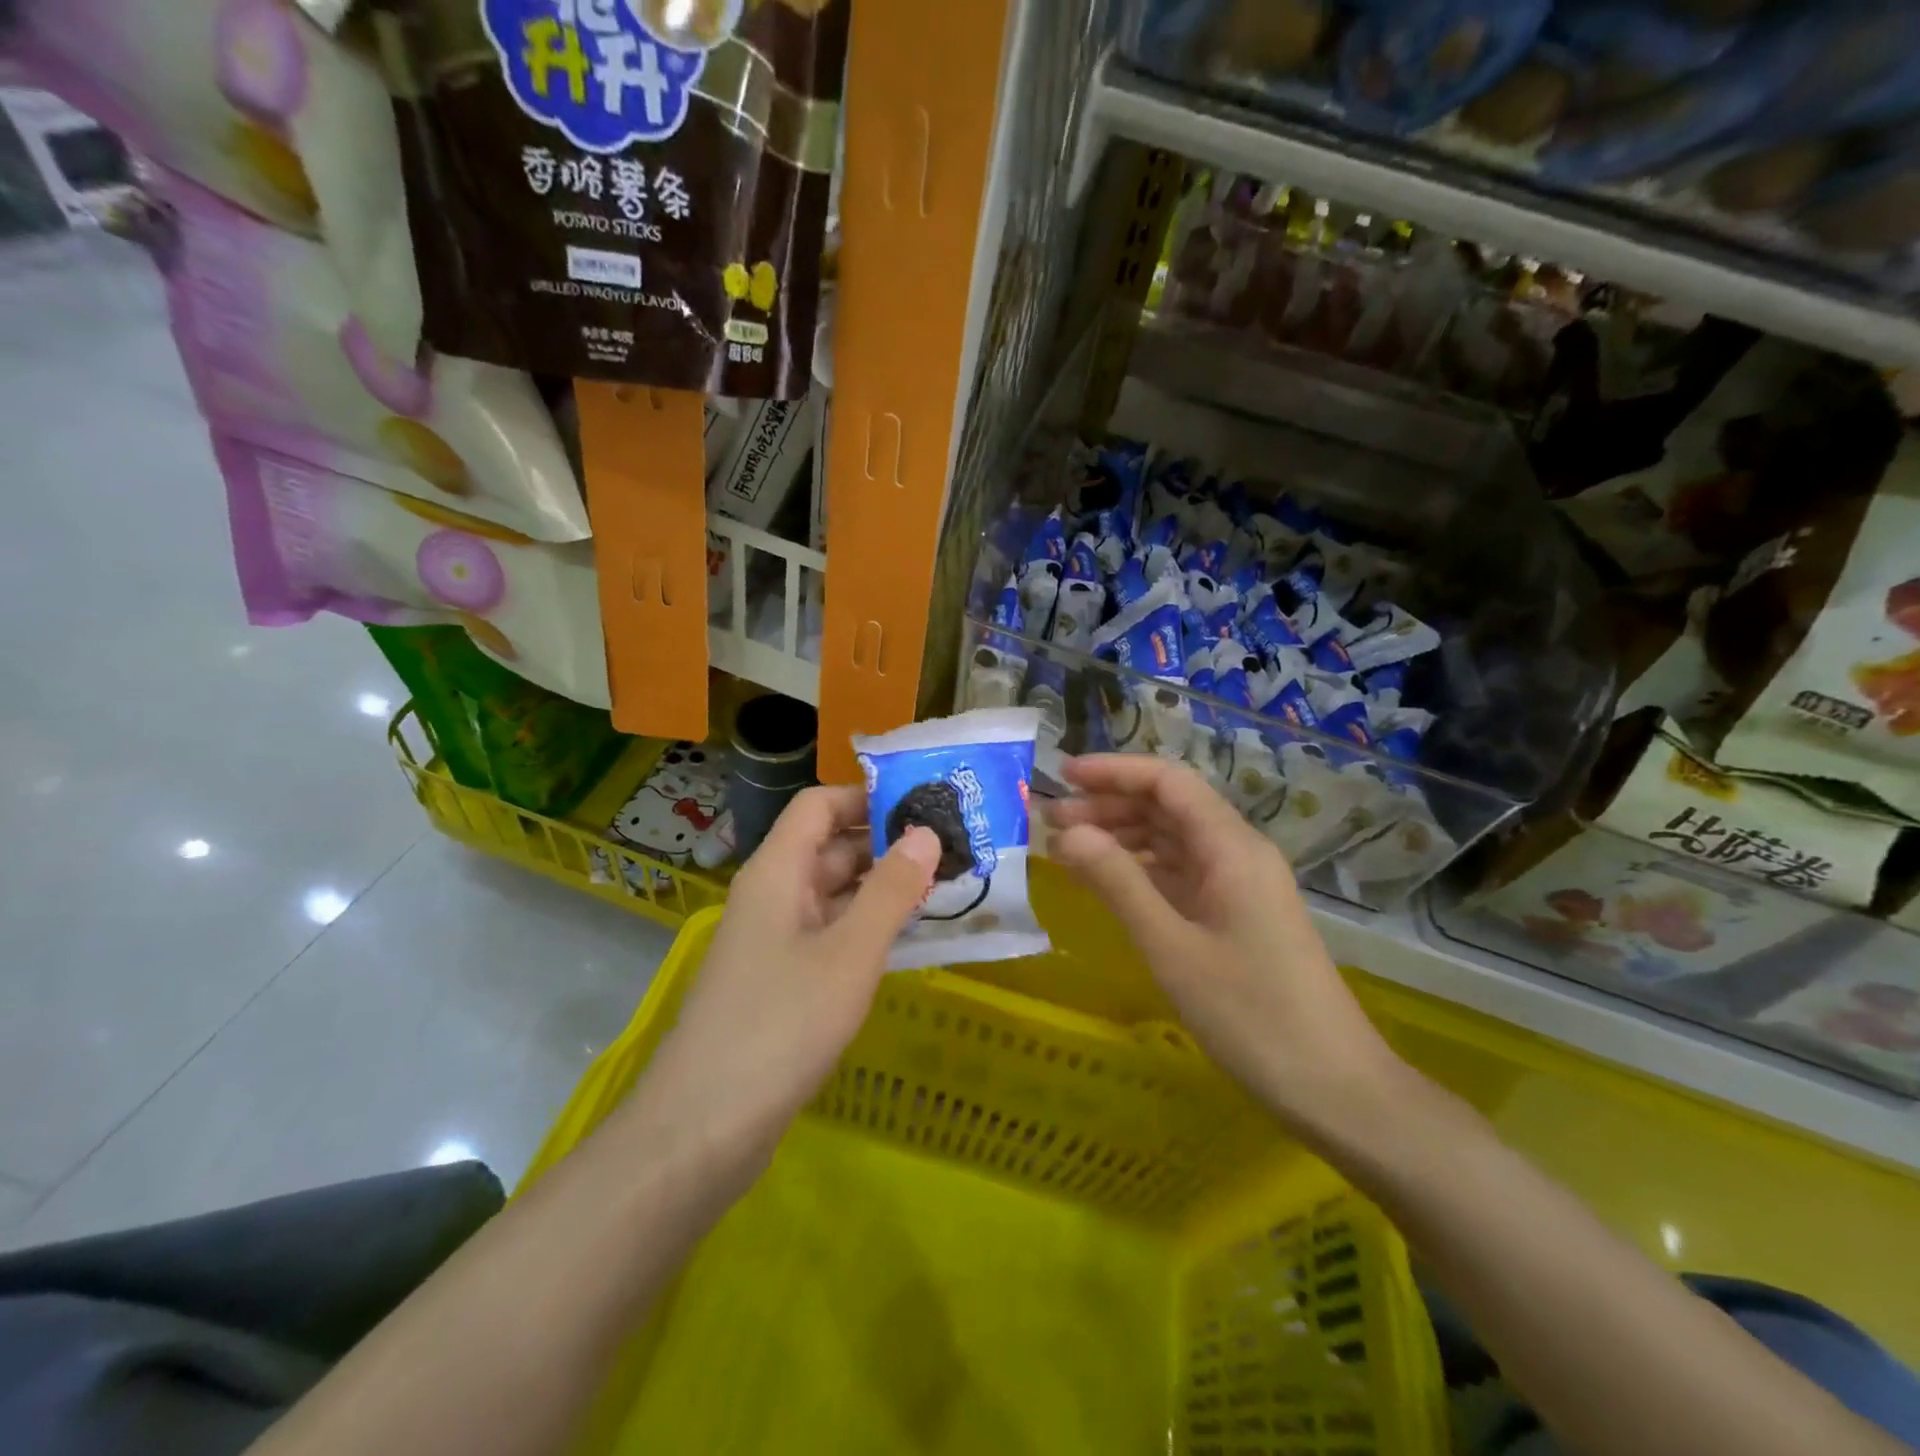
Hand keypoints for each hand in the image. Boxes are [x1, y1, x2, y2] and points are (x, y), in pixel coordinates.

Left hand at [622, 785, 939, 1195]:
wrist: (703, 1129)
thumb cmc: (781, 1024)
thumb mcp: (849, 953)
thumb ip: (891, 890)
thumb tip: (925, 832)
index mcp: (777, 872)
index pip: (818, 806)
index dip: (866, 798)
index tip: (923, 807)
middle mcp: (772, 896)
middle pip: (828, 848)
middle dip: (885, 846)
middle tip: (951, 851)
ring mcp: (773, 940)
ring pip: (832, 895)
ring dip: (880, 890)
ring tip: (943, 890)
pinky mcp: (780, 981)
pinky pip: (828, 935)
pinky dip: (866, 929)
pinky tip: (907, 942)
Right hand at [1046, 754, 1402, 1136]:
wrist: (1334, 1086)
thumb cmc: (1250, 1014)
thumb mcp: (1171, 947)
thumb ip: (1118, 882)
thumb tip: (1068, 832)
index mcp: (1231, 847)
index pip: (1168, 782)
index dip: (1113, 771)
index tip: (1062, 776)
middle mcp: (1238, 853)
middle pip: (1168, 807)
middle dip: (1108, 805)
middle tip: (1049, 822)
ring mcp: (1241, 885)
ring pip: (1173, 840)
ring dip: (1121, 836)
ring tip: (1067, 849)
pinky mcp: (1238, 914)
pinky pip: (1182, 873)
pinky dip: (1141, 869)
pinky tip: (1107, 882)